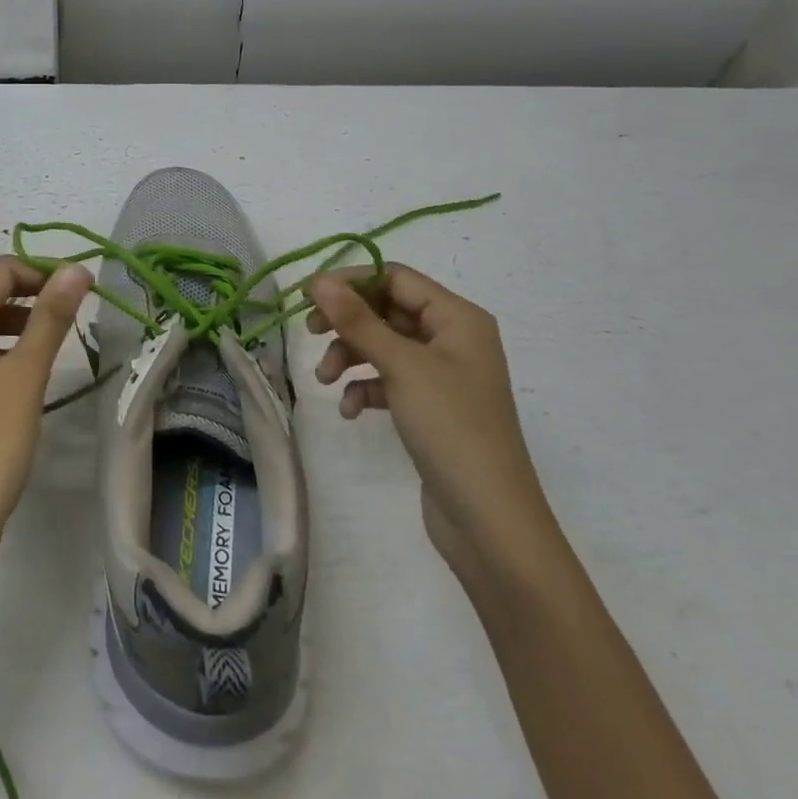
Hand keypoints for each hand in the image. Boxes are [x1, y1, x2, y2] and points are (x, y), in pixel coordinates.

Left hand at [0, 257, 92, 543]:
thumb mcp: (26, 374)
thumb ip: (51, 318)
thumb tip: (76, 269)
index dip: (40, 271)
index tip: (79, 288)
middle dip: (32, 292)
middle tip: (74, 310)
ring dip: (21, 319)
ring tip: (58, 338)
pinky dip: (6, 346)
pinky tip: (31, 368)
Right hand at [304, 264, 557, 581]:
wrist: (489, 521)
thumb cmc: (451, 428)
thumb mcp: (401, 367)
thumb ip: (357, 320)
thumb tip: (318, 280)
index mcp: (458, 318)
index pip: (396, 278)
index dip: (351, 281)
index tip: (308, 296)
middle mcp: (453, 339)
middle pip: (387, 310)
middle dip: (348, 323)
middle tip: (310, 333)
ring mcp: (443, 376)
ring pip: (384, 346)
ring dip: (351, 356)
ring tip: (325, 380)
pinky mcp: (431, 408)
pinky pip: (390, 381)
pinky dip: (366, 388)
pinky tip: (350, 410)